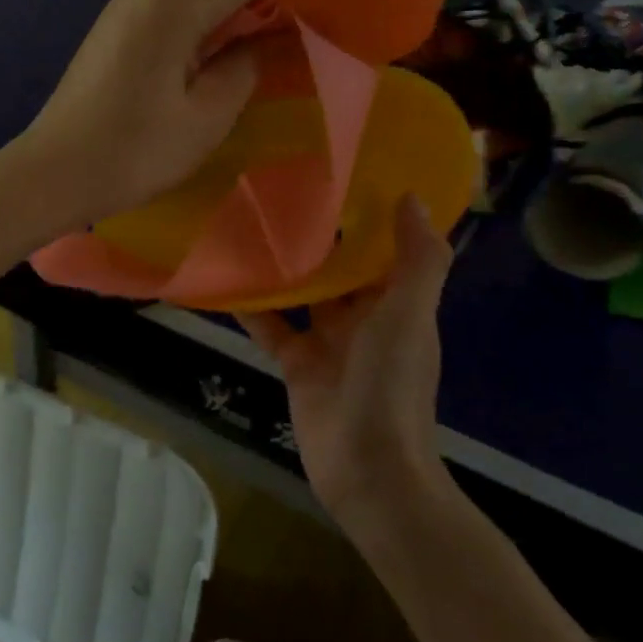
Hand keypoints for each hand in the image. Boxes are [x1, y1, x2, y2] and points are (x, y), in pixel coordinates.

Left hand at [0, 0, 282, 236]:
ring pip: (201, 6)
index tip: (334, 19)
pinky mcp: (114, 26)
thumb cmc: (134, 150)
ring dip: (235, 30)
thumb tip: (272, 37)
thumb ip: (249, 64)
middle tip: (308, 50)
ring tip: (271, 62)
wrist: (51, 174)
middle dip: (267, 16)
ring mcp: (127, 3)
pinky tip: (219, 67)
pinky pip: (174, 21)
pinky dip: (202, 38)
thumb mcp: (208, 114)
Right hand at [239, 196, 453, 531]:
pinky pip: (271, 327)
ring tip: (248, 222)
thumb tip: (412, 197)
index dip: (368, 215)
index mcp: (396, 303)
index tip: (342, 173)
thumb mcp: (410, 315)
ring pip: (302, 294)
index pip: (383, 249)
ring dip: (282, 267)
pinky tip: (225, 279)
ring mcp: (328, 341)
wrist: (368, 468)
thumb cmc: (393, 385)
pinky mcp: (296, 363)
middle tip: (281, 188)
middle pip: (338, 268)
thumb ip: (418, 260)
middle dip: (318, 236)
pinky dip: (251, 307)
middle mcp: (363, 317)